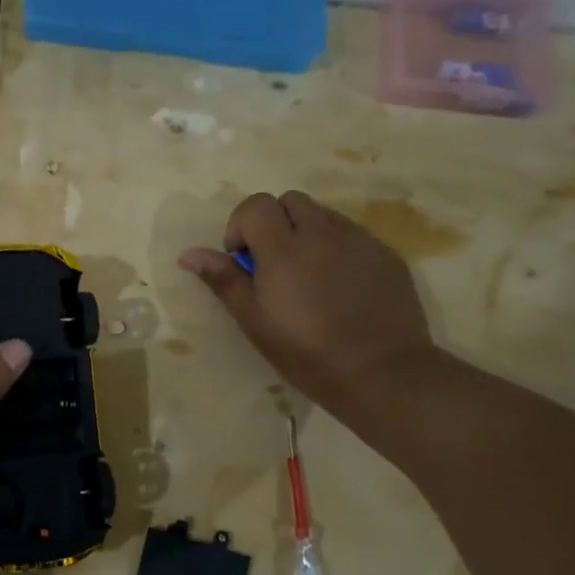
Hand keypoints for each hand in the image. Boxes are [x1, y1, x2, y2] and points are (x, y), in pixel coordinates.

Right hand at [179, 191, 434, 430]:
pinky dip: (336, 247)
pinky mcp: (386, 254)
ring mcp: (359, 240)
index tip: (243, 260)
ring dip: (306, 233)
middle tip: (273, 264)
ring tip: (308, 275)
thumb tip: (189, 254)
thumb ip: (224, 280)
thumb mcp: (255, 321)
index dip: (241, 225)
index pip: (256, 204)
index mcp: (284, 248)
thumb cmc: (307, 353)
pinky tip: (340, 286)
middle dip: (274, 222)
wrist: (382, 374)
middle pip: (290, 201)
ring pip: (323, 215)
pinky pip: (353, 234)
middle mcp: (322, 233)